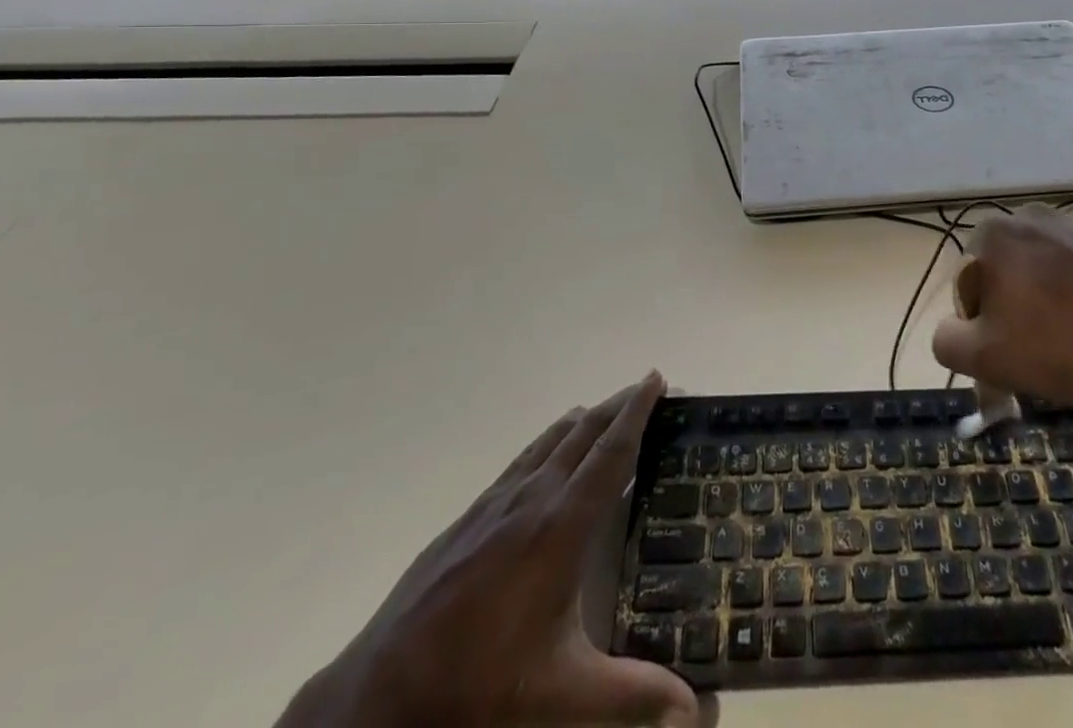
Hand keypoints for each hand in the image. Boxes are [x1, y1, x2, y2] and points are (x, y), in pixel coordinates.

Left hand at [279, 373, 697, 727]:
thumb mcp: (562, 700)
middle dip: (617, 406)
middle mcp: (530, 500)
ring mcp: (493, 506)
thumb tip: (699, 710)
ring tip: (604, 411)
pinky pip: (520, 462)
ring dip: (582, 421)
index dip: (637, 413)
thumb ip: (634, 697)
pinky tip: (543, 458)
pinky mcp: (466, 520)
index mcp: (560, 527)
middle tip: (645, 388)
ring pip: (548, 443)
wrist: (373, 704)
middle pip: (582, 434)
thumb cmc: (476, 693)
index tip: (656, 378)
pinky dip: (547, 444)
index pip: (610, 453)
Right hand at [931, 205, 1072, 432]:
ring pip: (1043, 271)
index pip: (969, 282)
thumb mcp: (983, 358)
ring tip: (1070, 343)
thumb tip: (952, 331)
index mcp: (996, 233)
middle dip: (1012, 307)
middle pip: (1006, 271)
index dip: (981, 322)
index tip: (1006, 351)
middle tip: (1035, 350)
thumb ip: (946, 341)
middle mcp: (1033, 217)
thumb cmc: (1059, 348)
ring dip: (1045, 301)